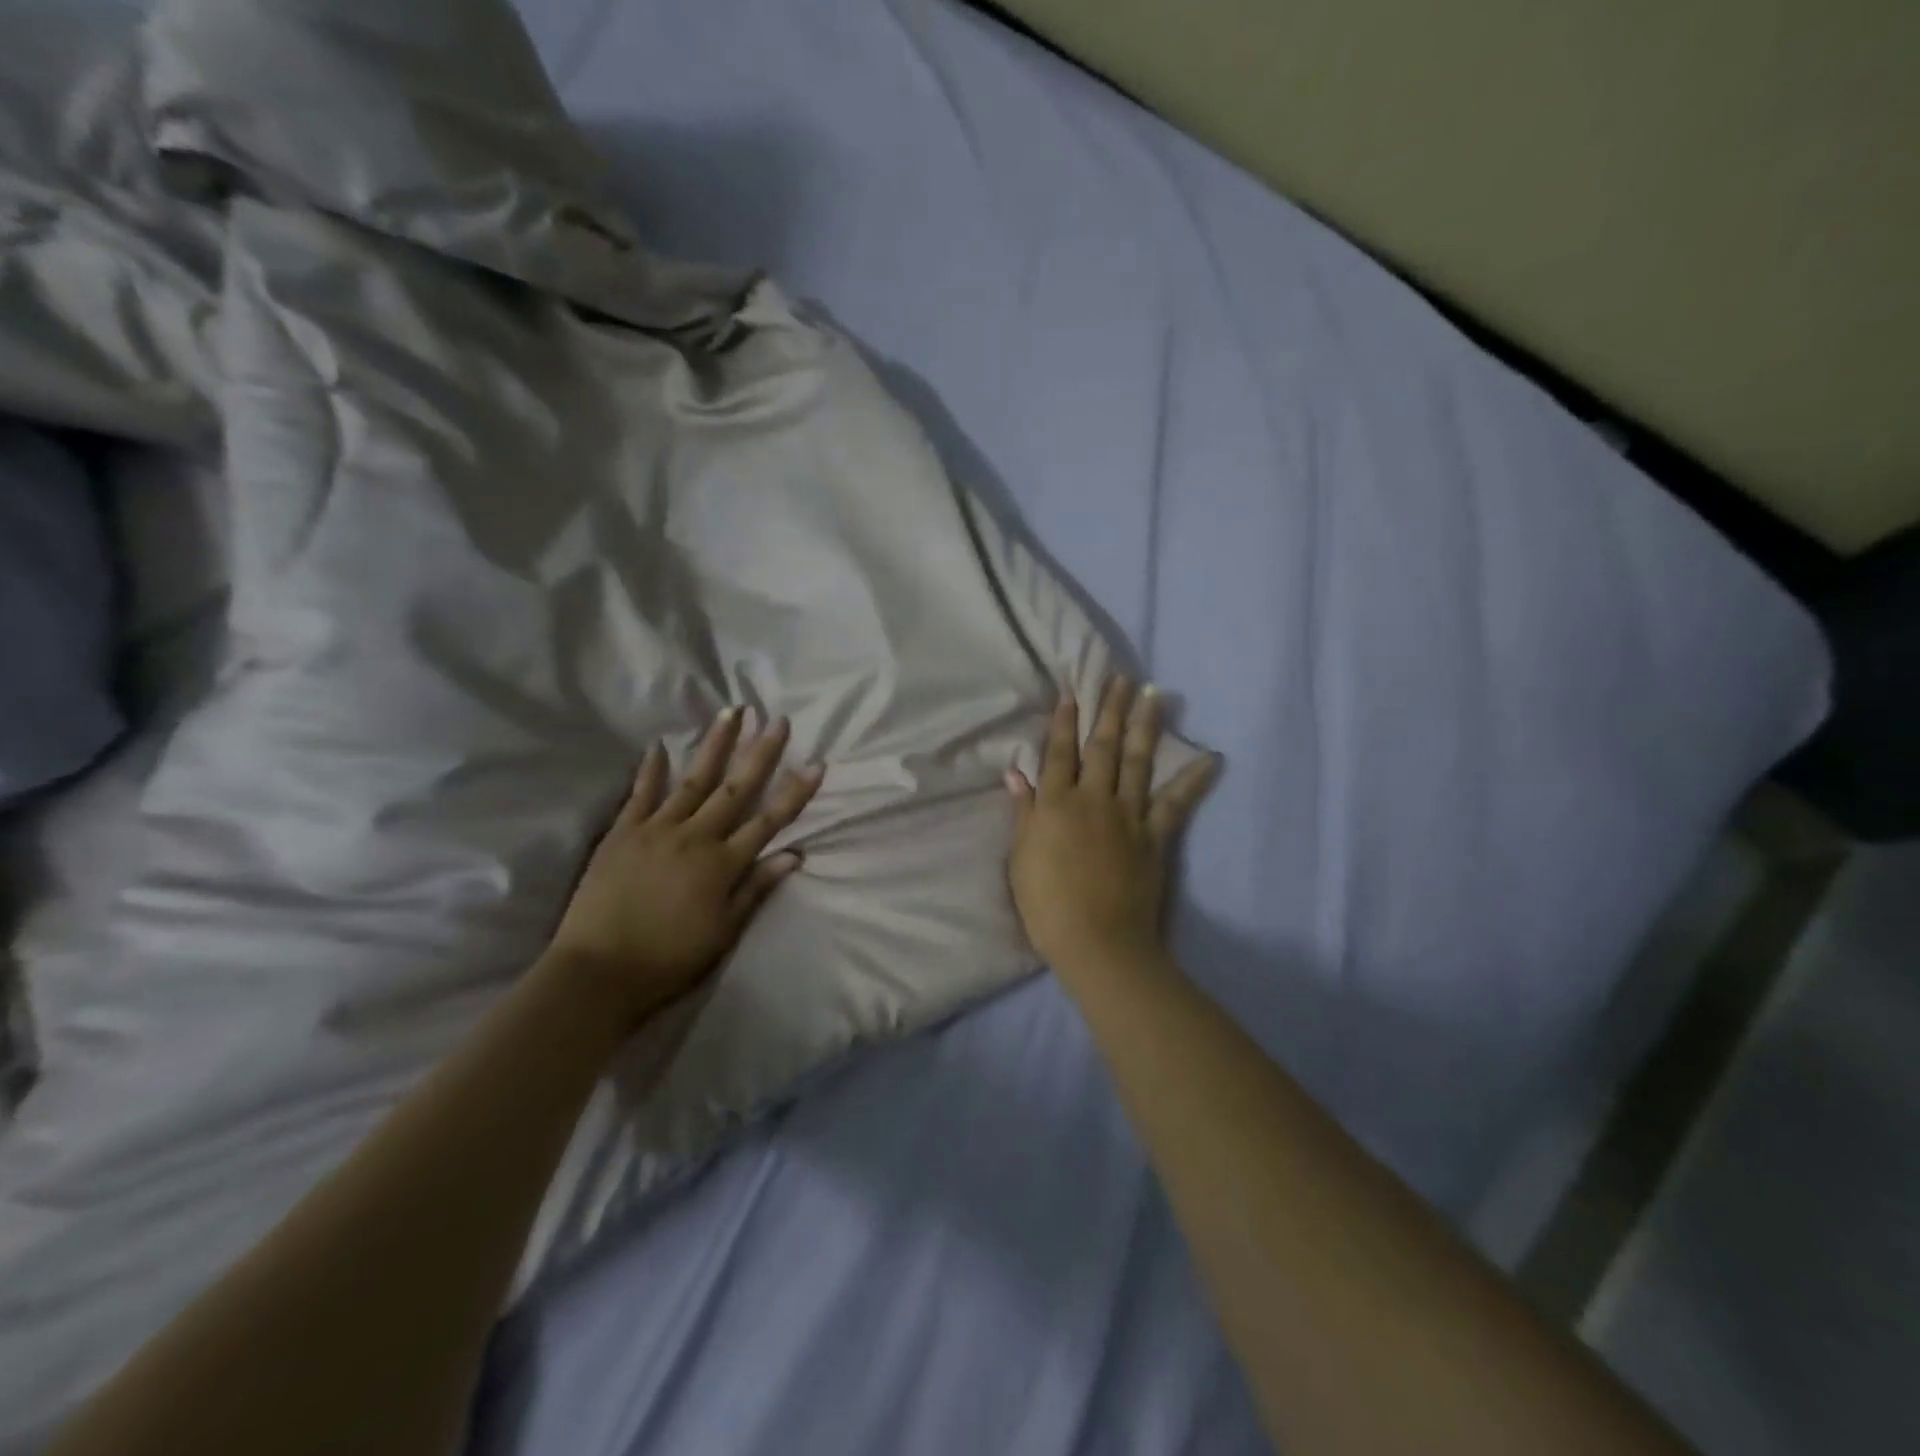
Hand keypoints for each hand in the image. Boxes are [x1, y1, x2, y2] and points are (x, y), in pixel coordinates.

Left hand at [547, 707, 823, 1026]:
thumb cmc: (668, 961)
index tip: (816, 764)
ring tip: (731, 712)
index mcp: (722, 865)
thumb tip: (794, 855)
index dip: (794, 792)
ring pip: (693, 779)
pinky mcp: (622, 833)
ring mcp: (655, 830)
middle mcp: (694, 837)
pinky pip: (640, 793)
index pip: (768, 821)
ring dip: (715, 744)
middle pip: (734, 789)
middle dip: (760, 753)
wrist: (597, 973)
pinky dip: (651, 769)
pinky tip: (659, 745)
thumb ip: (756, 888)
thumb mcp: (723, 932)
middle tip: (777, 720)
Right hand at [1005, 679, 1218, 971]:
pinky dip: (1194, 779)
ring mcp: (1127, 815)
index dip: (1063, 723)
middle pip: (1101, 747)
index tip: (1072, 694)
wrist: (1096, 940)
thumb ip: (1023, 813)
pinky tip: (1211, 758)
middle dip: (1109, 710)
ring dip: (1145, 726)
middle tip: (1120, 679)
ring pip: (1136, 761)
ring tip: (1154, 695)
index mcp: (1055, 804)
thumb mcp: (1021, 858)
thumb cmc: (1047, 905)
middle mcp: (1092, 799)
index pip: (1058, 754)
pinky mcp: (1154, 836)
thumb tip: (1016, 774)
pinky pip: (1176, 802)